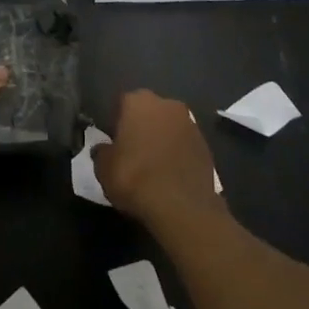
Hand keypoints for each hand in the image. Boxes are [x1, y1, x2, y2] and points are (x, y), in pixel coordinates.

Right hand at [94, 90, 224, 227]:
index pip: (122, 103)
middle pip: (149, 112)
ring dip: (161, 139)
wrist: (182, 207)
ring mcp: (191, 124)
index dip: (116, 122)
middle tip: (132, 151)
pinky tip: (169, 175)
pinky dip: (177, 155)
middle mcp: (167, 104)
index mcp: (139, 101)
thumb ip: (102, 152)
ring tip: (152, 166)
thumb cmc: (134, 178)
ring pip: (169, 127)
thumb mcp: (103, 168)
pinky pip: (184, 145)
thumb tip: (103, 149)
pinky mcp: (207, 146)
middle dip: (141, 126)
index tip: (113, 140)